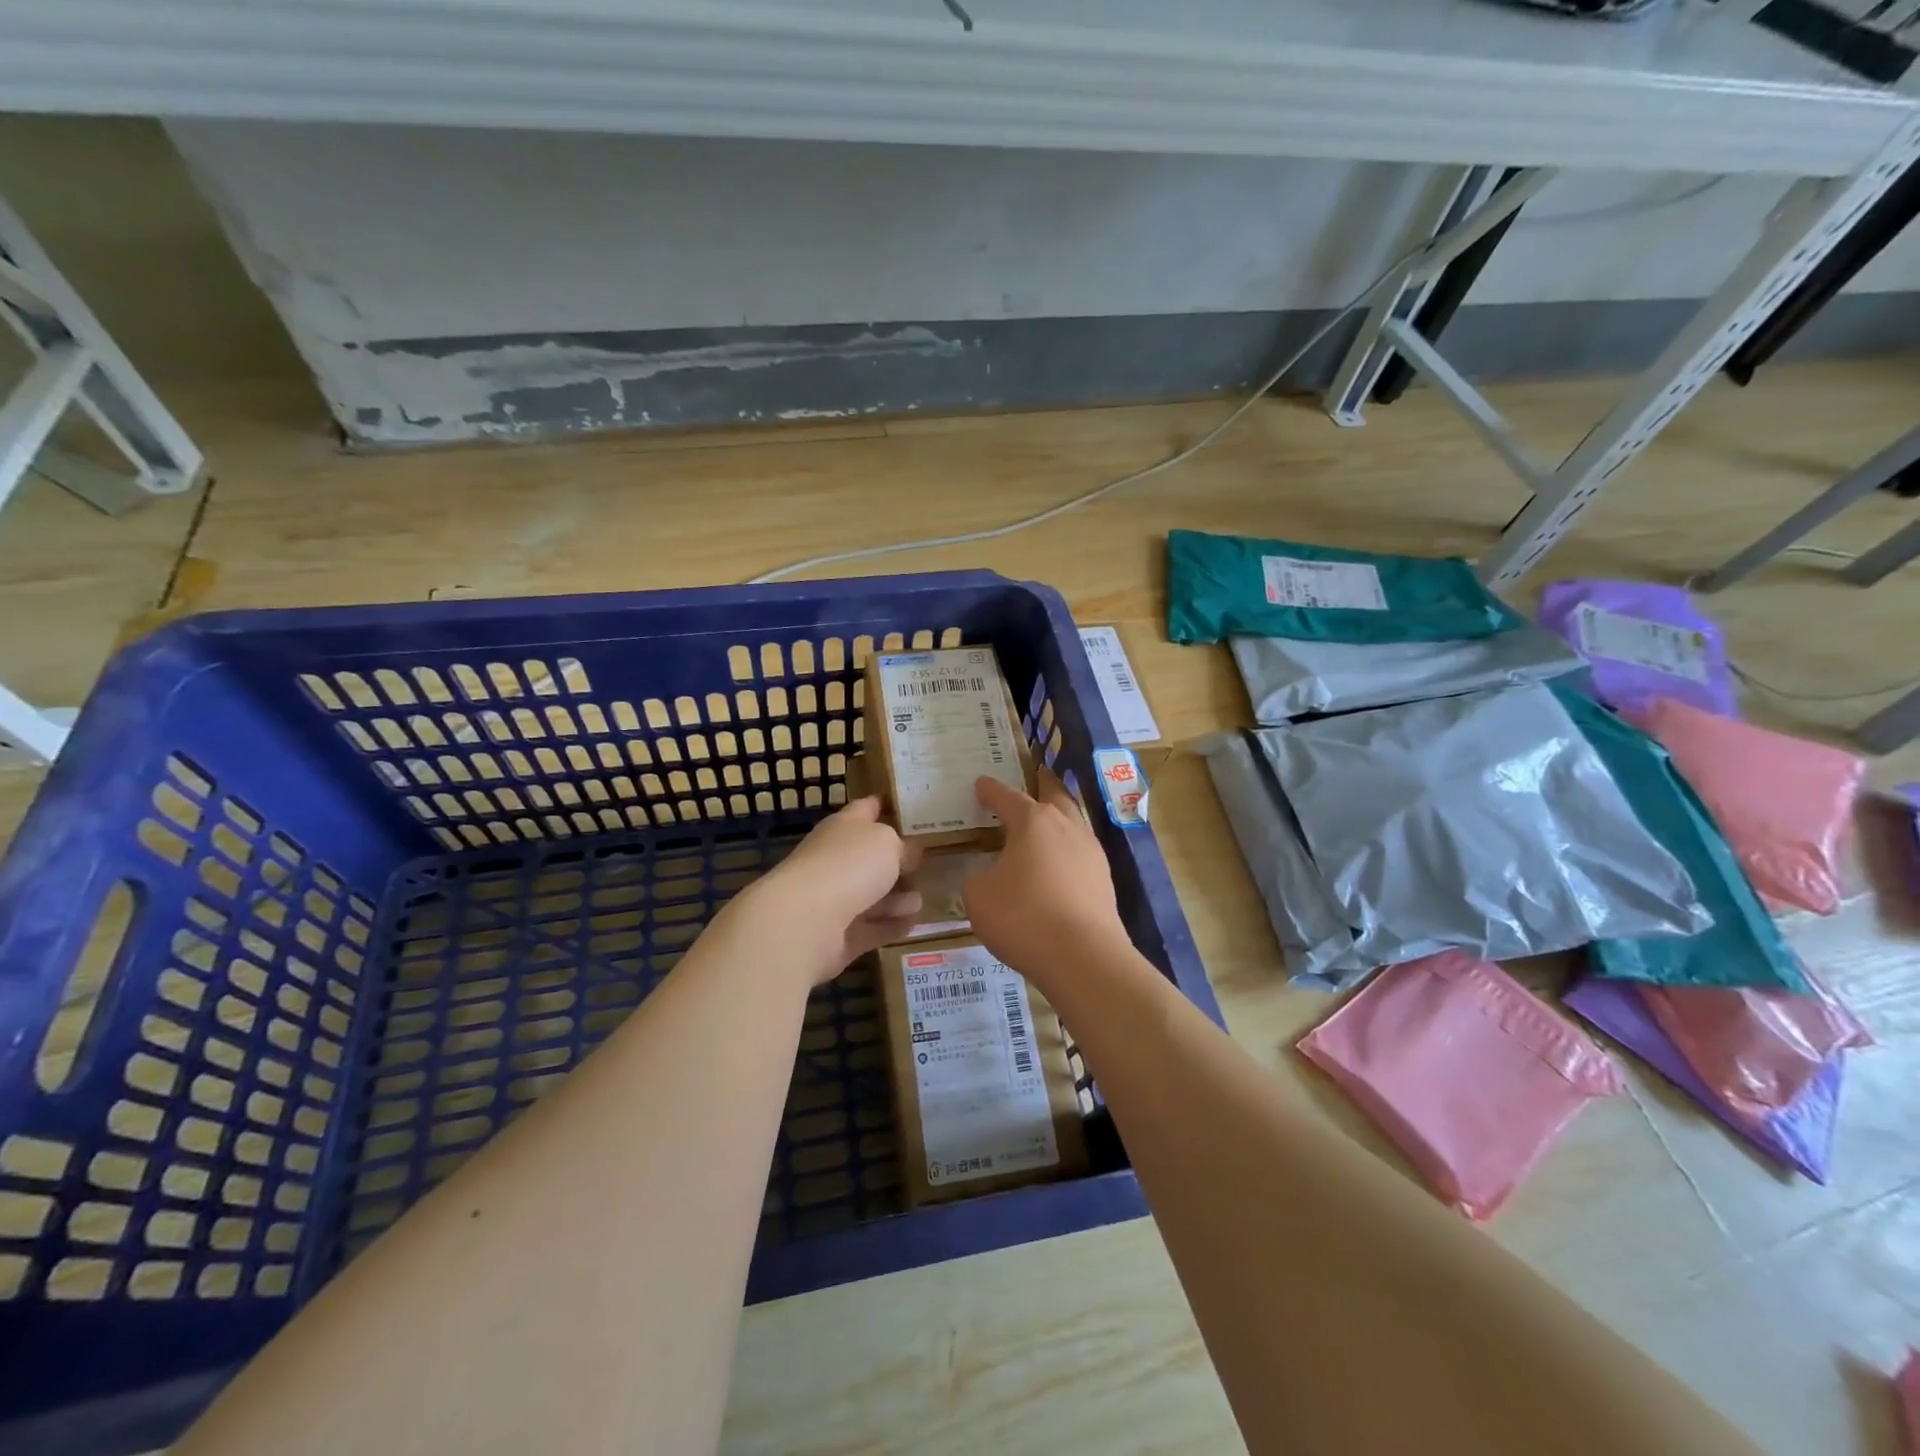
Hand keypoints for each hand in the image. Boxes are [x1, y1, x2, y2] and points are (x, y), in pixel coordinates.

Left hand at [747, 797, 922, 984]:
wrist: (805, 921)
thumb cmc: (848, 865)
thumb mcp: (888, 843)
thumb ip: (903, 846)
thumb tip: (910, 852)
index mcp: (843, 827)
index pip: (867, 808)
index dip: (886, 805)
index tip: (911, 806)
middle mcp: (835, 859)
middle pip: (869, 856)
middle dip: (896, 859)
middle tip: (929, 861)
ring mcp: (833, 899)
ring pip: (871, 894)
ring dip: (897, 896)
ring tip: (924, 897)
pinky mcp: (837, 935)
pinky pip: (870, 928)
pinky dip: (890, 925)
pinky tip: (913, 923)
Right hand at [963, 770, 1127, 986]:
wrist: (1083, 957)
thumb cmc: (1022, 916)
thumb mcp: (979, 896)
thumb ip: (980, 878)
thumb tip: (992, 877)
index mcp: (1033, 821)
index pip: (1006, 796)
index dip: (990, 790)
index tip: (981, 784)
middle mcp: (1066, 827)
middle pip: (1055, 795)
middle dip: (1043, 784)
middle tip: (1036, 776)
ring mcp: (1091, 852)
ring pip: (1073, 823)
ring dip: (1058, 818)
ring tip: (1045, 822)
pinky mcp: (1104, 881)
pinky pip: (1080, 854)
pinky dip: (1066, 851)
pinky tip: (1057, 866)